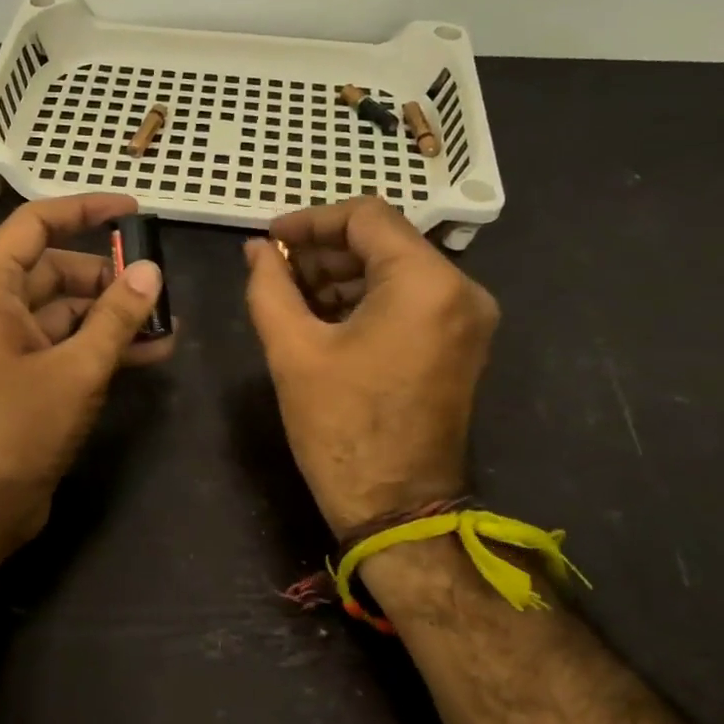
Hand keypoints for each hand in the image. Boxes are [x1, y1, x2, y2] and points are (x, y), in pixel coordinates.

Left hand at [0, 193, 174, 551]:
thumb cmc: (16, 429)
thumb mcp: (76, 369)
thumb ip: (116, 318)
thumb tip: (151, 271)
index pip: (35, 224)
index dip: (83, 209)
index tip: (132, 210)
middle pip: (57, 269)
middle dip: (109, 275)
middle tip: (159, 285)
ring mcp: (10, 345)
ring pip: (68, 311)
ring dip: (113, 315)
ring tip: (166, 322)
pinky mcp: (26, 378)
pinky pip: (68, 345)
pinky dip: (104, 345)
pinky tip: (151, 352)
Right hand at [243, 198, 498, 536]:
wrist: (396, 507)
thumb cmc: (341, 427)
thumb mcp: (292, 350)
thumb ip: (269, 286)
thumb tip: (256, 249)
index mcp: (426, 283)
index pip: (367, 217)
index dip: (311, 220)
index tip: (270, 239)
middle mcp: (460, 290)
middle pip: (384, 242)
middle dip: (324, 251)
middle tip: (274, 270)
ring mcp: (467, 318)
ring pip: (396, 270)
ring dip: (342, 275)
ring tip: (290, 294)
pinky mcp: (460, 343)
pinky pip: (409, 300)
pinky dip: (366, 299)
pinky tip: (322, 316)